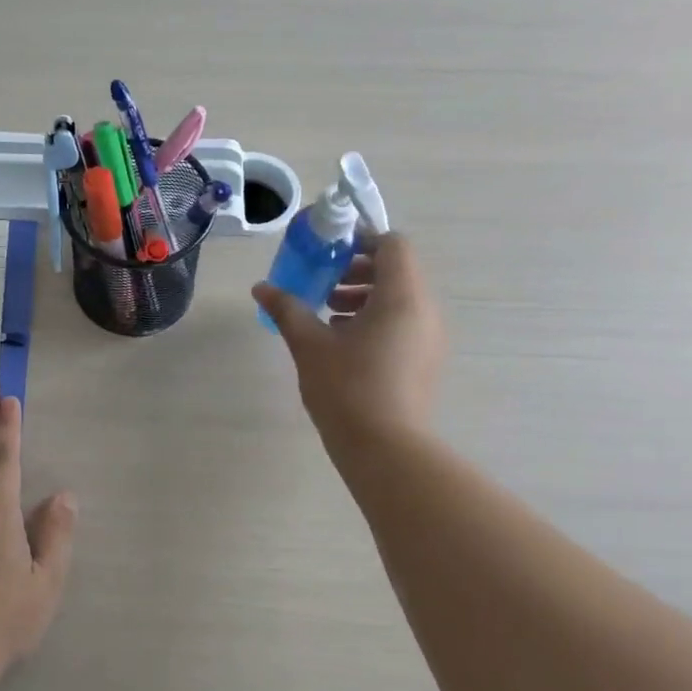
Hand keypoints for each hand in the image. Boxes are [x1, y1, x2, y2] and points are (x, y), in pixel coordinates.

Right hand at [252, 232, 444, 454]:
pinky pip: (404, 324)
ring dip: (366, 298)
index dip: (362, 241)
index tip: (330, 254)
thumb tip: (261, 288)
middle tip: (325, 286)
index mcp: (402, 296)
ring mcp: (430, 338)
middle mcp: (425, 311)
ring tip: (329, 317)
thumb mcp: (310, 345)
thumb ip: (287, 310)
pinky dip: (377, 322)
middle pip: (398, 271)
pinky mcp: (426, 362)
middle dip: (359, 272)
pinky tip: (344, 346)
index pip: (393, 245)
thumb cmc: (347, 388)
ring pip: (401, 300)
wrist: (385, 449)